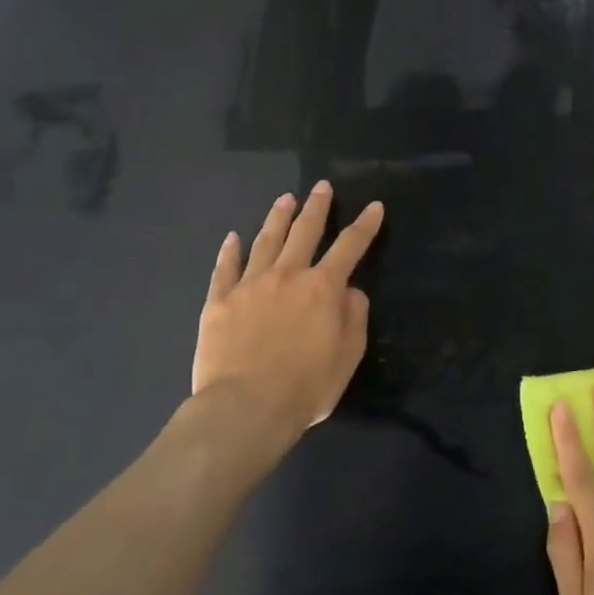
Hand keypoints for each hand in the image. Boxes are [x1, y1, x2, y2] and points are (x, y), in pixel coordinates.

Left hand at [192, 181, 382, 444]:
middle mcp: (287, 276)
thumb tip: (351, 290)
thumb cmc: (306, 387)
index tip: (374, 207)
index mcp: (323, 288)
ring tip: (285, 199)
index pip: (350, 247)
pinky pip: (225, 269)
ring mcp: (250, 285)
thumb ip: (354, 317)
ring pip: (266, 241)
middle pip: (304, 232)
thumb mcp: (348, 356)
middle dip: (316, 207)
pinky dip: (230, 251)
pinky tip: (233, 238)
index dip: (365, 226)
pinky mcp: (219, 302)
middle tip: (321, 187)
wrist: (245, 408)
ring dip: (277, 218)